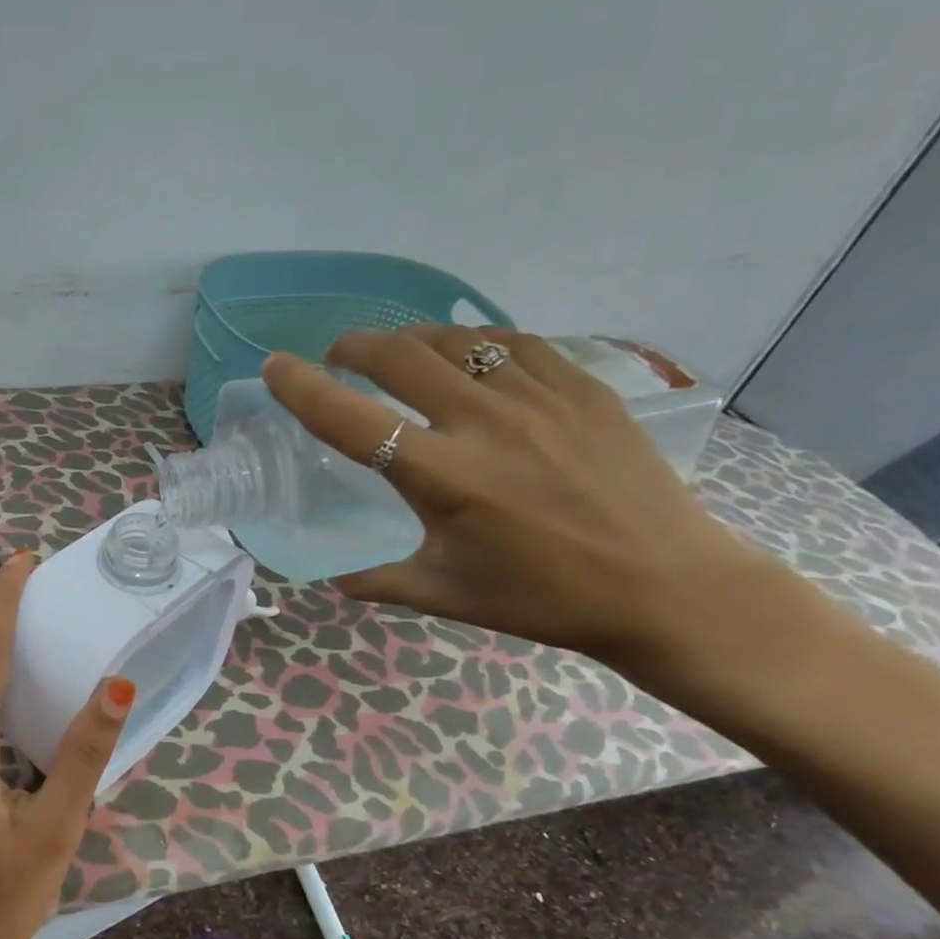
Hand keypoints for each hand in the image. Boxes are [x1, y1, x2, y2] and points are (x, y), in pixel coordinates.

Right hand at [264, 324, 781, 661]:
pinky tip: (471, 358)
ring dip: (412, 340)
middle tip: (341, 356)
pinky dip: (476, 344)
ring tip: (399, 354)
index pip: (352, 421)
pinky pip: (516, 344)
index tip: (275, 367)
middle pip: (401, 357)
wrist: (664, 586)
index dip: (303, 388)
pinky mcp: (583, 388)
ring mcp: (540, 397)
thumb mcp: (447, 594)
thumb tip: (334, 582)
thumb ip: (380, 581)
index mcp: (443, 478)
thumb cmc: (544, 598)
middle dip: (357, 346)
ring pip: (457, 340)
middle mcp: (484, 424)